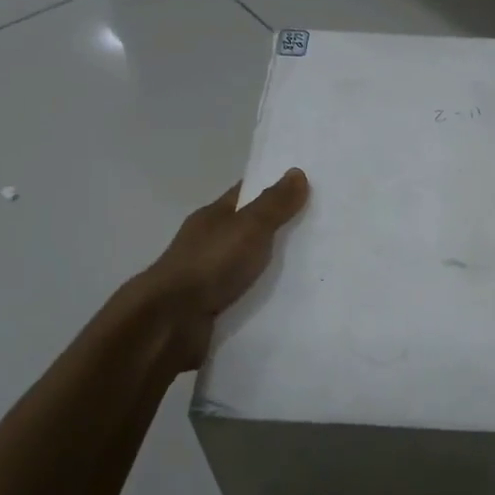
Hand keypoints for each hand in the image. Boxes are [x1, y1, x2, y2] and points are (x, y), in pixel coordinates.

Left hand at [130, 169, 309, 370]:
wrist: (171, 322)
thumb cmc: (209, 264)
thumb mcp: (248, 228)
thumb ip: (274, 204)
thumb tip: (297, 172)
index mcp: (214, 217)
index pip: (247, 194)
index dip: (274, 187)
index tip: (308, 187)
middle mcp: (211, 243)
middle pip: (251, 229)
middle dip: (282, 229)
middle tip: (324, 230)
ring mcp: (211, 276)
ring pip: (251, 265)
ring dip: (277, 267)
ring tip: (318, 268)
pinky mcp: (216, 307)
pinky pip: (250, 295)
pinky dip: (267, 296)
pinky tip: (295, 299)